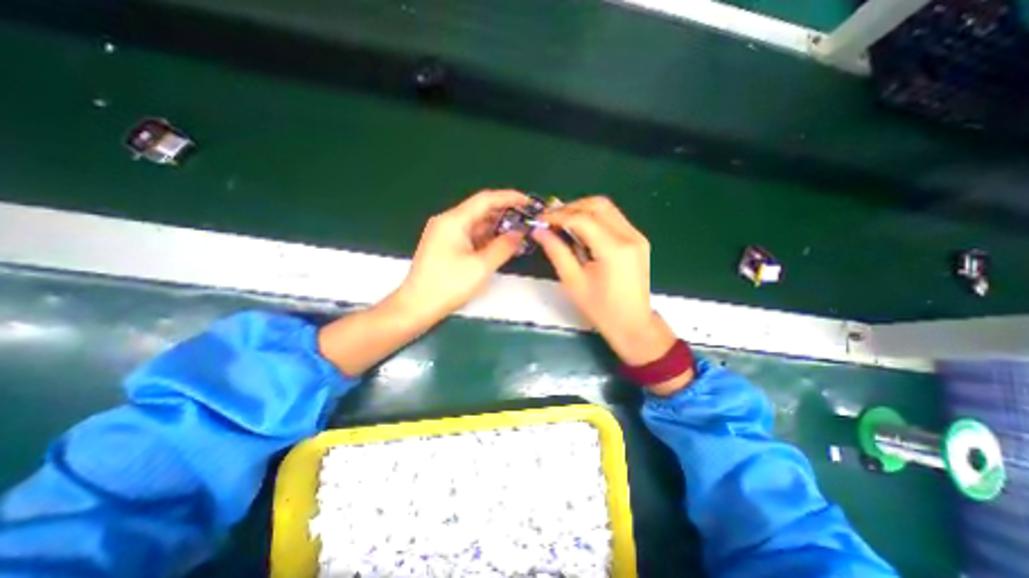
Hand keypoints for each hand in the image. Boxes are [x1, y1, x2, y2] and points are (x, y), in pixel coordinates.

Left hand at [398, 190, 529, 319]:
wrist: (417, 306)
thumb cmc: (448, 285)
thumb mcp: (481, 266)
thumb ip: (503, 247)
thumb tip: (520, 233)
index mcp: (454, 220)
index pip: (485, 199)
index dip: (509, 198)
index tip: (528, 202)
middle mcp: (448, 222)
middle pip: (481, 210)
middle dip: (505, 214)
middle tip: (527, 221)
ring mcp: (445, 234)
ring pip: (476, 224)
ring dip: (497, 228)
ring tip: (519, 233)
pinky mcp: (446, 246)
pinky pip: (470, 236)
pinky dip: (487, 238)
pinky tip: (501, 244)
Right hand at [535, 194, 680, 365]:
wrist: (634, 325)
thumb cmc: (601, 310)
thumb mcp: (573, 282)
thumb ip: (556, 252)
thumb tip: (539, 231)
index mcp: (613, 249)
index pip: (582, 218)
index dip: (558, 216)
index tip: (539, 220)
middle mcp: (629, 236)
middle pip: (597, 205)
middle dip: (570, 208)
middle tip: (550, 220)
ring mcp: (637, 236)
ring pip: (606, 208)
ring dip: (582, 210)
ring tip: (562, 223)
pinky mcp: (638, 240)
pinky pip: (613, 218)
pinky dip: (594, 218)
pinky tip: (580, 230)